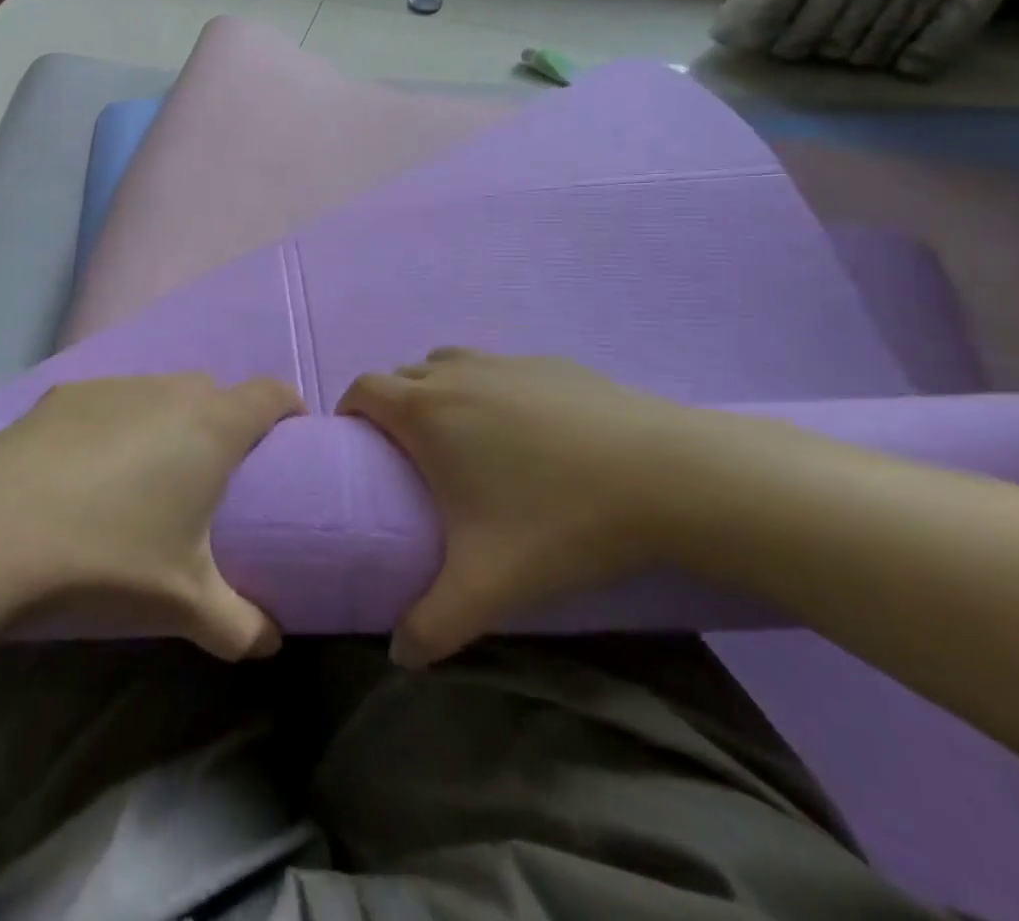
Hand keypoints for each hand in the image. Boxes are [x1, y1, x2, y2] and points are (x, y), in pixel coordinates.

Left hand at [0, 374, 303, 660]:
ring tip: (146, 473)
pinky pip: (112, 400)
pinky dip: (117, 423)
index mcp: (212, 426)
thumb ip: (240, 624)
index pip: (270, 394)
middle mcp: (169, 390)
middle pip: (214, 392)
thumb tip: (271, 644)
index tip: (288, 438)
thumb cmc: (111, 557)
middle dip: (224, 422)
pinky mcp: (66, 393)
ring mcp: (115, 385)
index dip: (287, 409)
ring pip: (160, 392)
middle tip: (212, 473)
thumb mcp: (185, 602)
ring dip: (168, 420)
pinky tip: (87, 469)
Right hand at [338, 348, 733, 666]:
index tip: (360, 449)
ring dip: (439, 391)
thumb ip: (432, 626)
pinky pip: (499, 369)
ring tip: (465, 440)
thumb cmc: (559, 520)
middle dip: (393, 406)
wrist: (667, 475)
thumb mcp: (488, 586)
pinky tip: (530, 434)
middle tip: (412, 458)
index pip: (364, 389)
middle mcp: (457, 373)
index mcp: (427, 411)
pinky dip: (491, 390)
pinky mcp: (552, 363)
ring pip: (450, 364)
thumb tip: (399, 656)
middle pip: (403, 375)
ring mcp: (507, 362)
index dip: (351, 412)